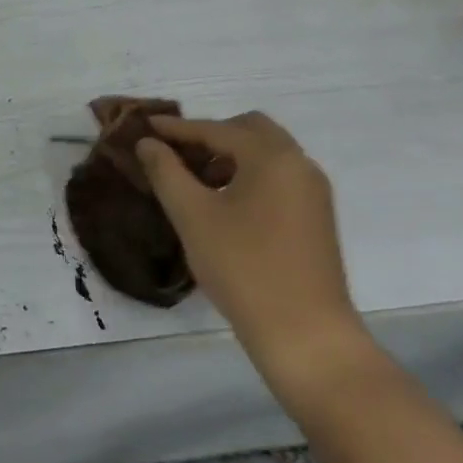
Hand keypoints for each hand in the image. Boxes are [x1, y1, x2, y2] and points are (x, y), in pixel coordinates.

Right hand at [136, 112, 374, 401]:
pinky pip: (278, 176)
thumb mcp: (192, 216)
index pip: (216, 129)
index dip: (177, 128)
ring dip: (230, 155)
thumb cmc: (243, 268)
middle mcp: (299, 163)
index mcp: (272, 157)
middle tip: (177, 153)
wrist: (307, 336)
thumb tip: (147, 143)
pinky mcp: (316, 216)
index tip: (146, 126)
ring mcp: (313, 191)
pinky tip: (224, 203)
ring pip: (267, 153)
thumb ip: (166, 172)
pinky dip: (249, 174)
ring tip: (195, 180)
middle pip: (250, 129)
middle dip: (211, 135)